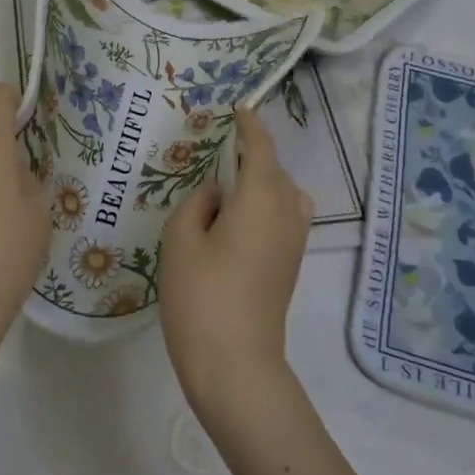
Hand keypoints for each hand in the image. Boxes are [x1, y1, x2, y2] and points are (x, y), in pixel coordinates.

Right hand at [158, 110, 312, 419]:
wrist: (235, 364)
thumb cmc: (201, 297)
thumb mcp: (181, 241)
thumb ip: (197, 203)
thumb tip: (217, 192)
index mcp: (259, 200)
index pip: (260, 150)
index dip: (250, 127)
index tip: (239, 110)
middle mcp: (285, 214)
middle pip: (275, 170)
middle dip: (253, 154)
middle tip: (219, 150)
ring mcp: (293, 242)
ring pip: (285, 194)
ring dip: (263, 181)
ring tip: (229, 186)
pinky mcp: (290, 264)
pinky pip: (285, 216)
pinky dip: (268, 203)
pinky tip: (238, 219)